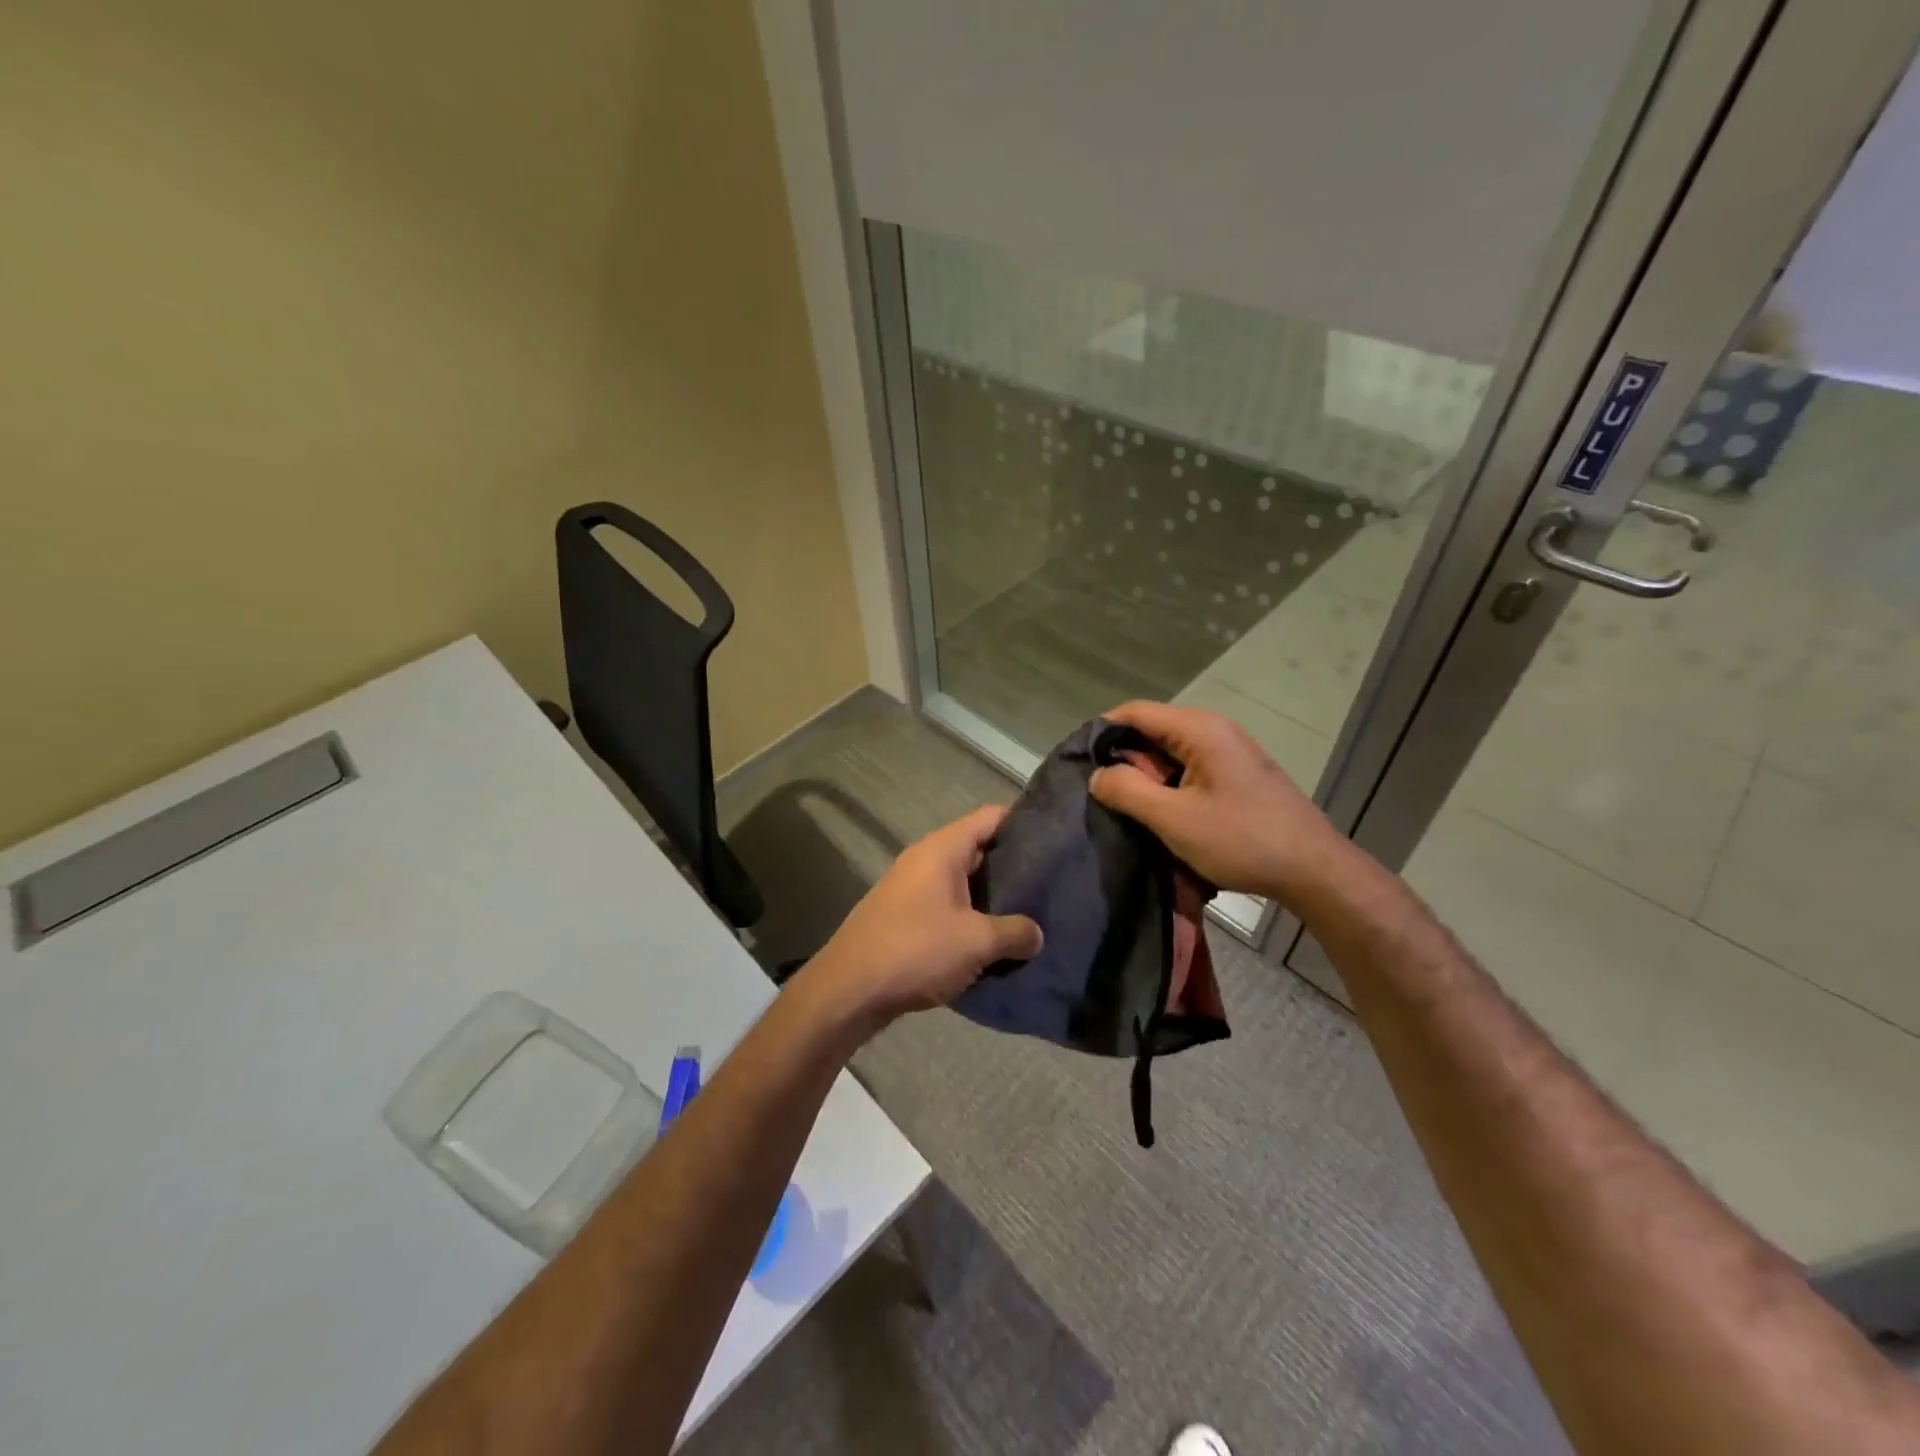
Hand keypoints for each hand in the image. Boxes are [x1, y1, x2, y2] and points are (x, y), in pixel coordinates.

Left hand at [807, 805, 1042, 1029]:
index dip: (1024, 821)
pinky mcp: (905, 917)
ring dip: (993, 897)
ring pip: (964, 882)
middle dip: (1014, 865)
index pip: (991, 817)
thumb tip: (1037, 934)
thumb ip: (1015, 932)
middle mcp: (925, 859)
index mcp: (942, 849)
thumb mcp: (976, 941)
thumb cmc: (916, 950)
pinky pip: (948, 906)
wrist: (849, 990)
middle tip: (1053, 881)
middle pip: (979, 849)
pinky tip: (995, 940)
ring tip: (1032, 913)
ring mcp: (912, 888)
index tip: (1057, 837)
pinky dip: (971, 917)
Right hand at [1089, 701, 1349, 903]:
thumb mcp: (1174, 818)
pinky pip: (1189, 771)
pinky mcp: (1236, 776)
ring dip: (1148, 781)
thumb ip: (1128, 790)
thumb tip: (1098, 774)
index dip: (1102, 734)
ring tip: (1131, 813)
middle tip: (1106, 799)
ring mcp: (1229, 753)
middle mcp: (1214, 730)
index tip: (1081, 766)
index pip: (1134, 712)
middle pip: (1152, 732)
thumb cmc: (1241, 839)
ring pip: (1169, 755)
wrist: (1313, 870)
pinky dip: (1170, 789)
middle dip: (1125, 762)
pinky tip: (1164, 818)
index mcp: (1199, 729)